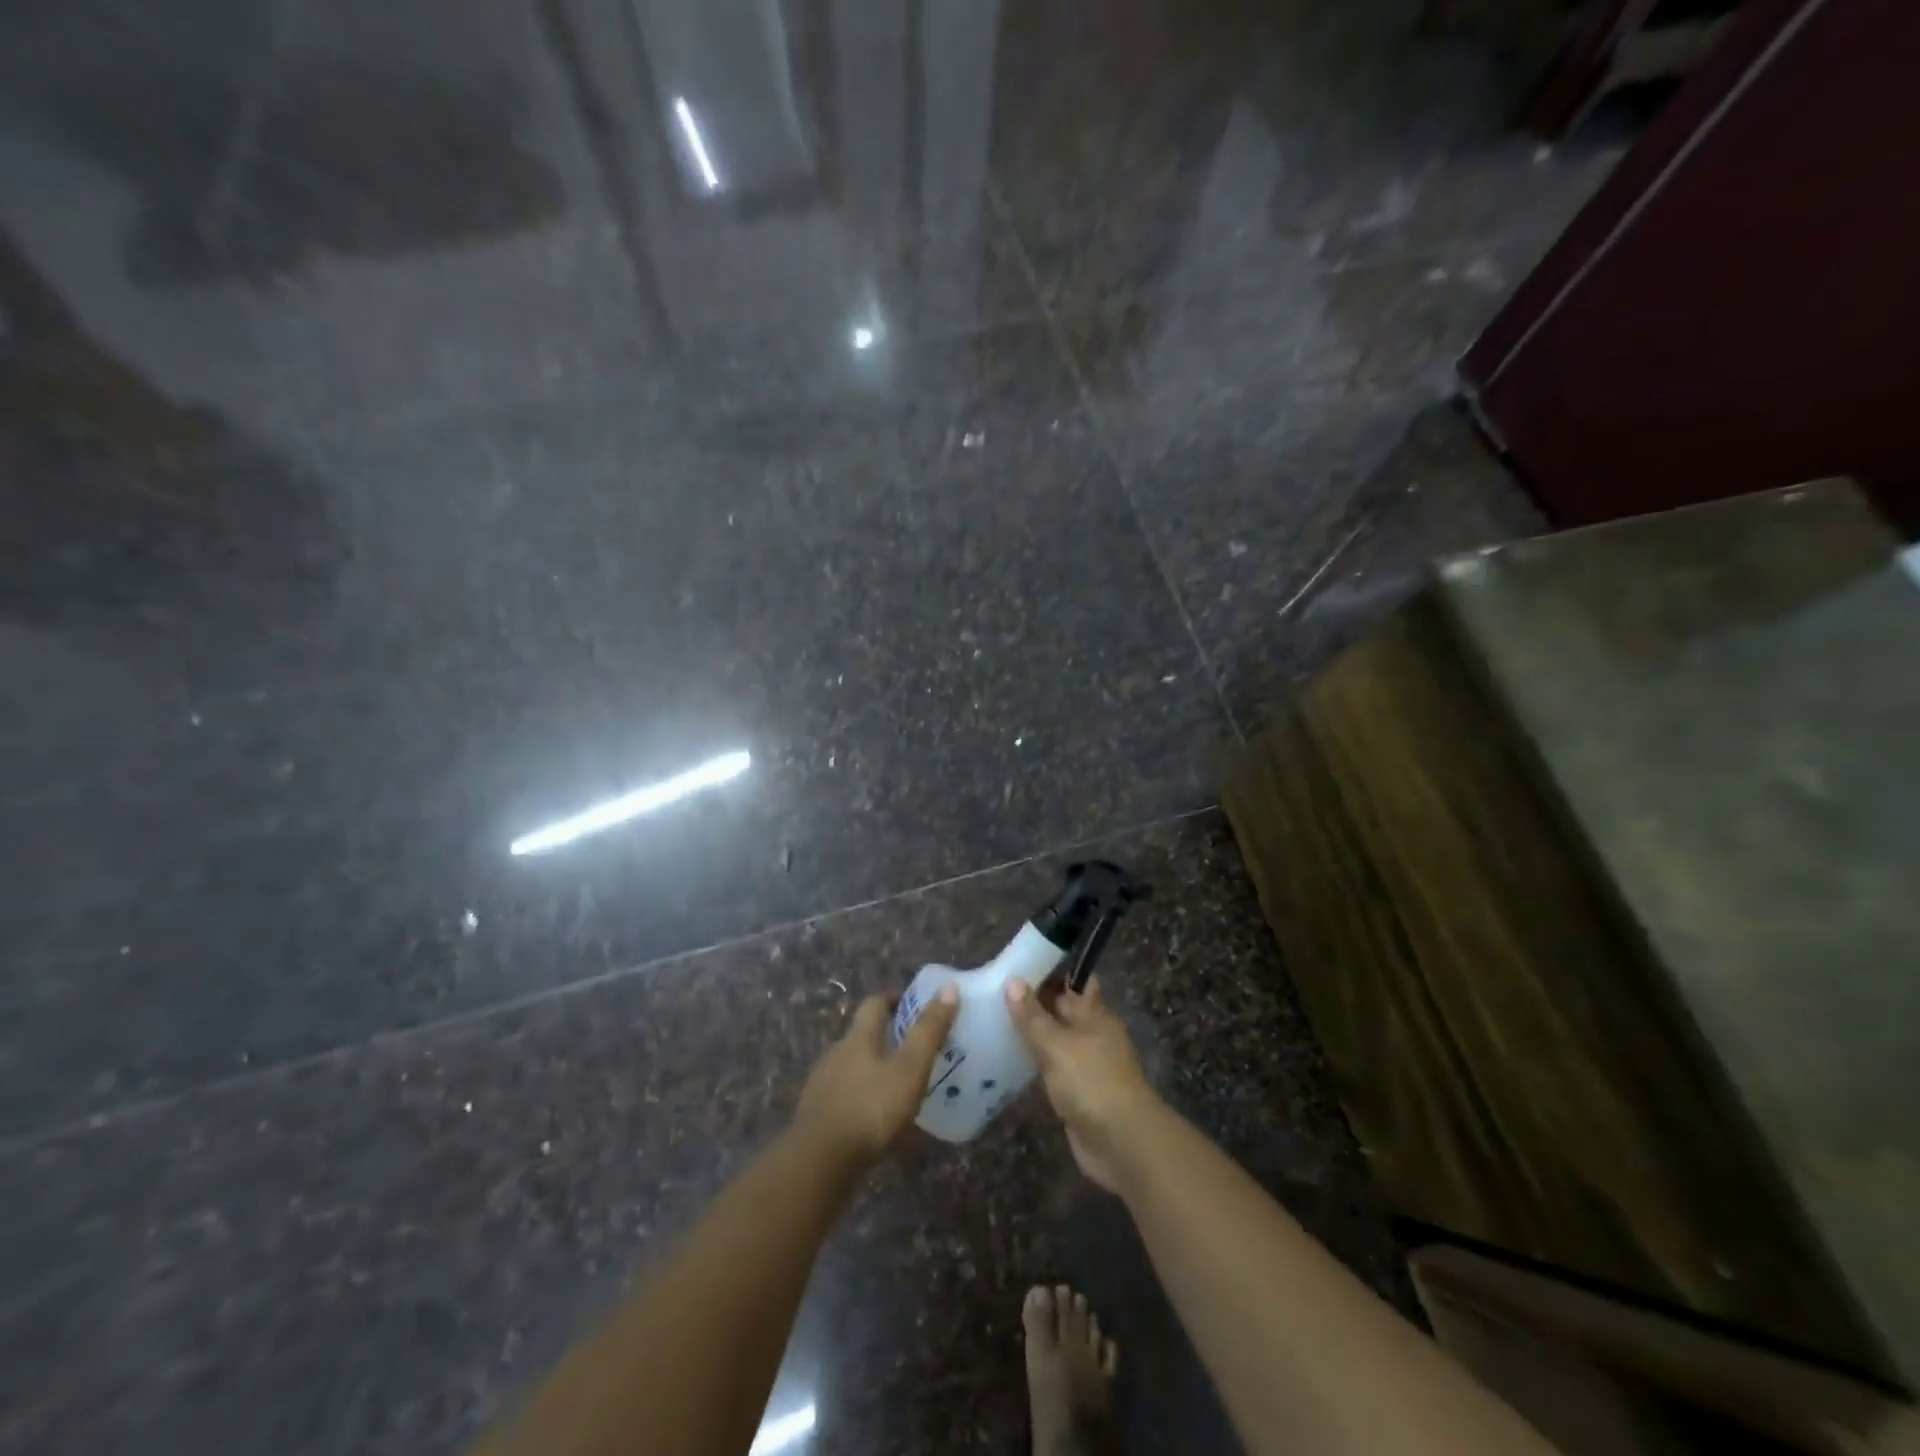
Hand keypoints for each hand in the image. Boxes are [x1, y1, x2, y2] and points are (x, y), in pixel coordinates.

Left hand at [794, 987, 959, 1171]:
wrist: (819, 1164)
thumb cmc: (870, 1108)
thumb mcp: (909, 1069)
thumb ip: (929, 1031)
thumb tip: (949, 988)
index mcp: (858, 1038)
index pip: (874, 1004)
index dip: (894, 999)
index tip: (915, 1004)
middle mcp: (837, 1055)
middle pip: (863, 1037)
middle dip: (889, 1040)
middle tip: (918, 1051)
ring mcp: (824, 1087)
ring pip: (856, 1071)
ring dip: (878, 1074)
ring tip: (905, 1089)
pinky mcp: (819, 1119)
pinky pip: (850, 1102)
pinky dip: (868, 1105)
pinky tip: (885, 1127)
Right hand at [1005, 977, 1157, 1192]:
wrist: (1121, 1143)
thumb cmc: (1092, 1082)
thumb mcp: (1056, 1044)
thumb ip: (1032, 1016)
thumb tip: (1013, 981)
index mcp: (1095, 1015)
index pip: (1074, 984)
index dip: (1052, 973)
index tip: (1020, 965)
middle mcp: (1093, 1035)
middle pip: (1063, 1012)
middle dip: (1036, 1003)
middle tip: (995, 991)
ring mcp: (1086, 1066)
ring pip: (1056, 1041)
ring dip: (1033, 1035)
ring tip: (994, 1022)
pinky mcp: (1077, 1093)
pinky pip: (1052, 1069)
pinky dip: (1035, 1064)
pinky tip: (1009, 1060)